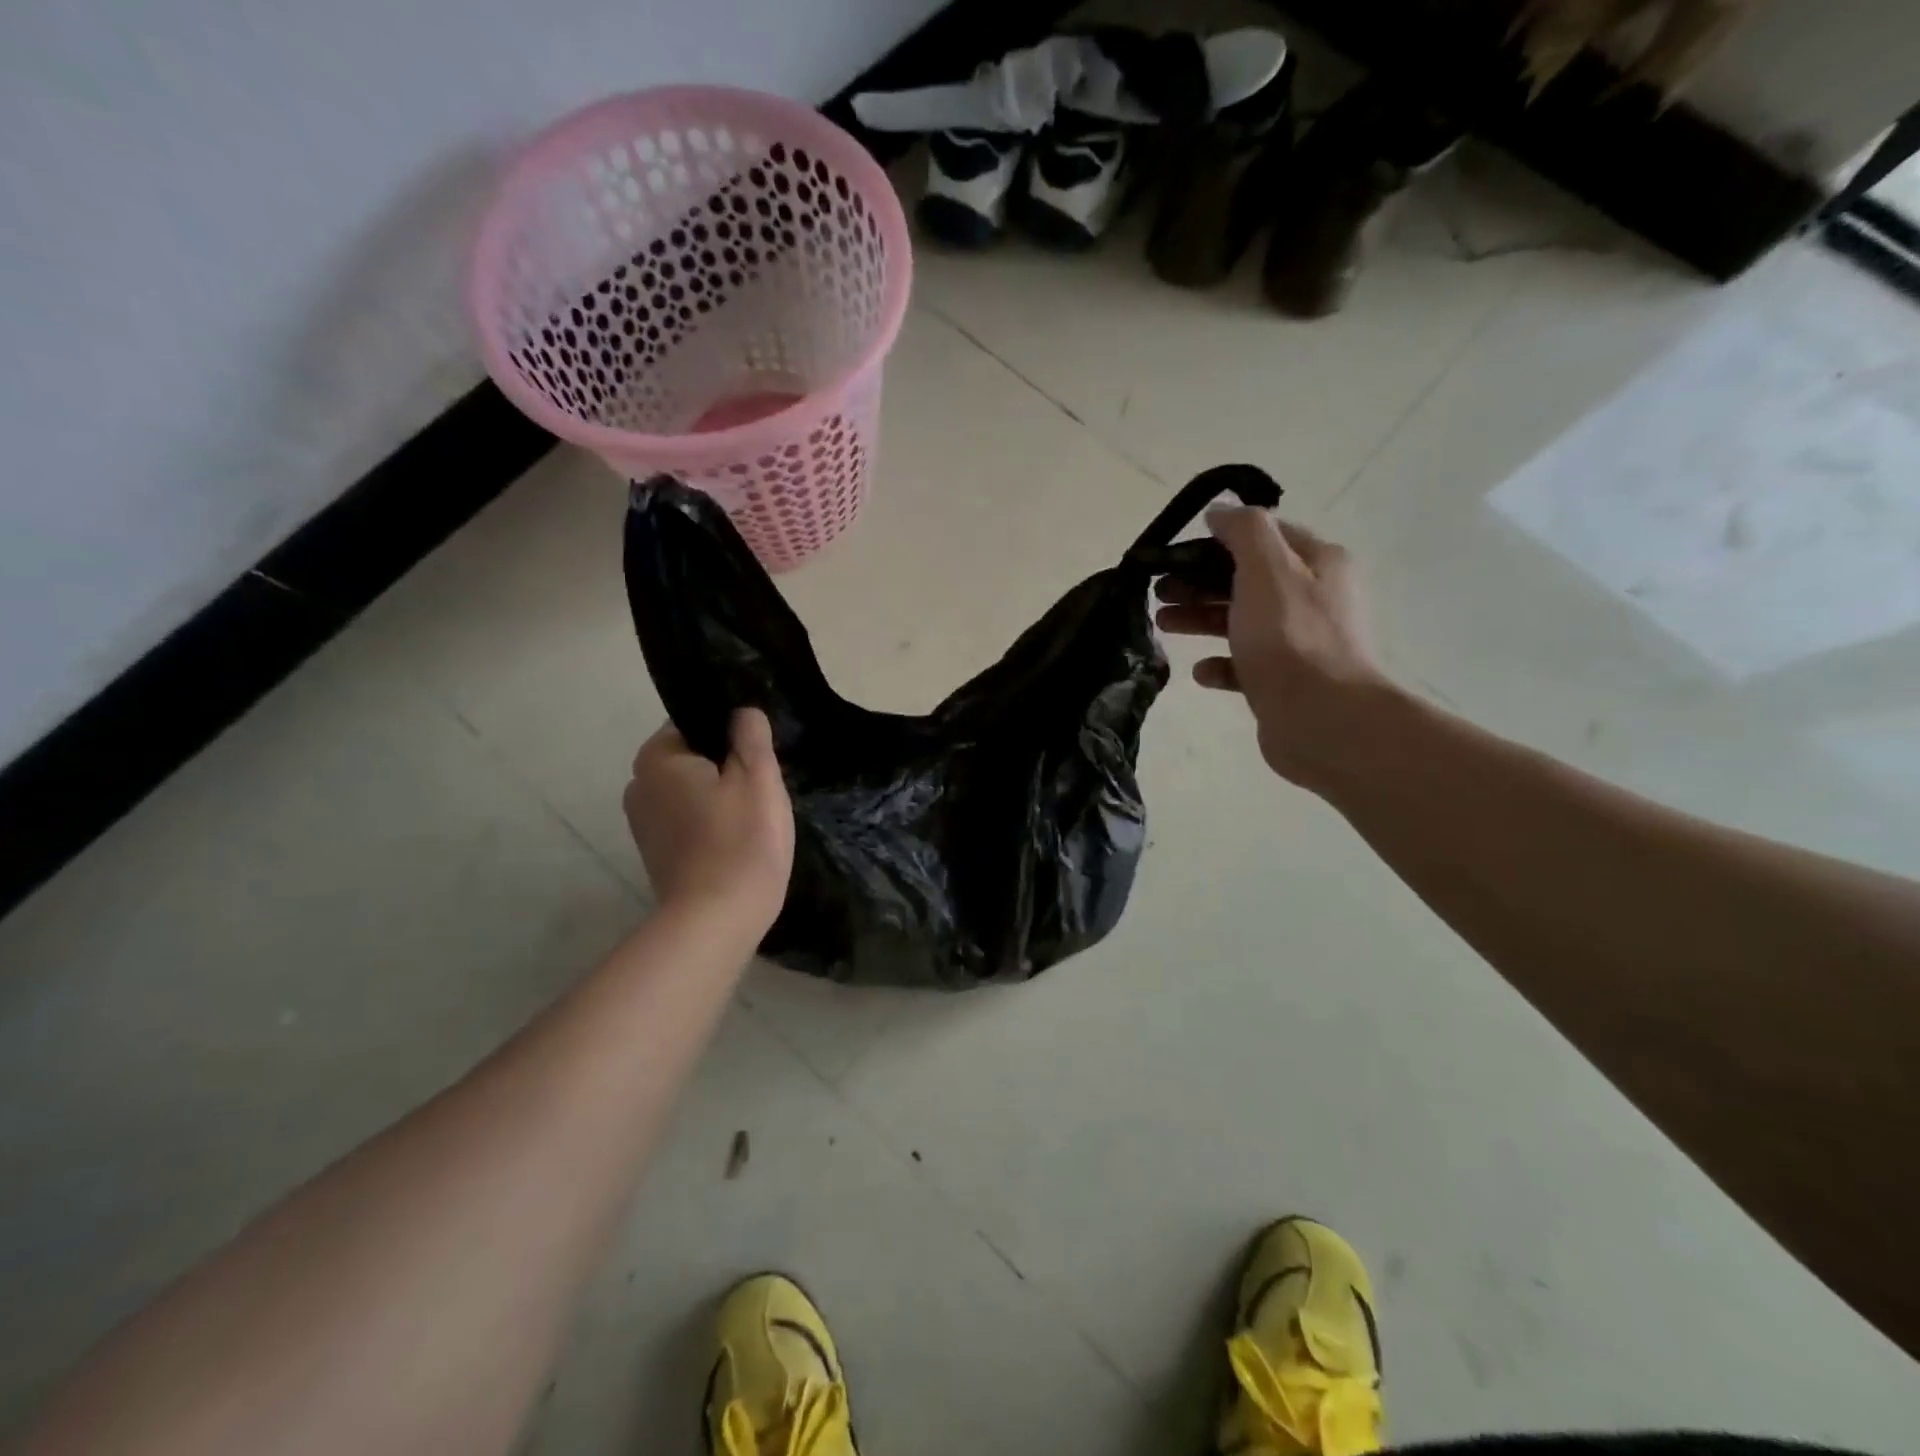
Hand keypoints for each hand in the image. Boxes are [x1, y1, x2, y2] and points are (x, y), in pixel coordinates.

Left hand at [623, 708, 794, 932]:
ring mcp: (643, 824)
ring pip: (692, 791)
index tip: (759, 753)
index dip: (731, 732)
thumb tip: (742, 711)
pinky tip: (738, 839)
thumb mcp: (758, 776)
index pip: (694, 722)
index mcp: (656, 758)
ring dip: (720, 796)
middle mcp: (638, 785)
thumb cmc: (740, 841)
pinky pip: (688, 820)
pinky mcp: (656, 854)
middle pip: (692, 758)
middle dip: (726, 766)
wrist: (717, 920)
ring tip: (755, 815)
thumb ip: (750, 734)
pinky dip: (711, 822)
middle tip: (764, 786)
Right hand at [1154, 509, 1395, 792]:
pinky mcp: (1285, 681)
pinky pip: (1245, 665)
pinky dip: (1221, 664)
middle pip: (1247, 580)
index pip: (1262, 536)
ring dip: (1202, 619)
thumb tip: (1221, 512)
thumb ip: (1244, 532)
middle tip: (1159, 592)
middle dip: (1200, 583)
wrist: (1321, 719)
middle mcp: (1314, 597)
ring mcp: (1300, 642)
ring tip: (1163, 625)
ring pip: (1242, 621)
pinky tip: (1201, 672)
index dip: (1216, 541)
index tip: (1175, 556)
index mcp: (1317, 563)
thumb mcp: (1266, 569)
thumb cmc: (1290, 637)